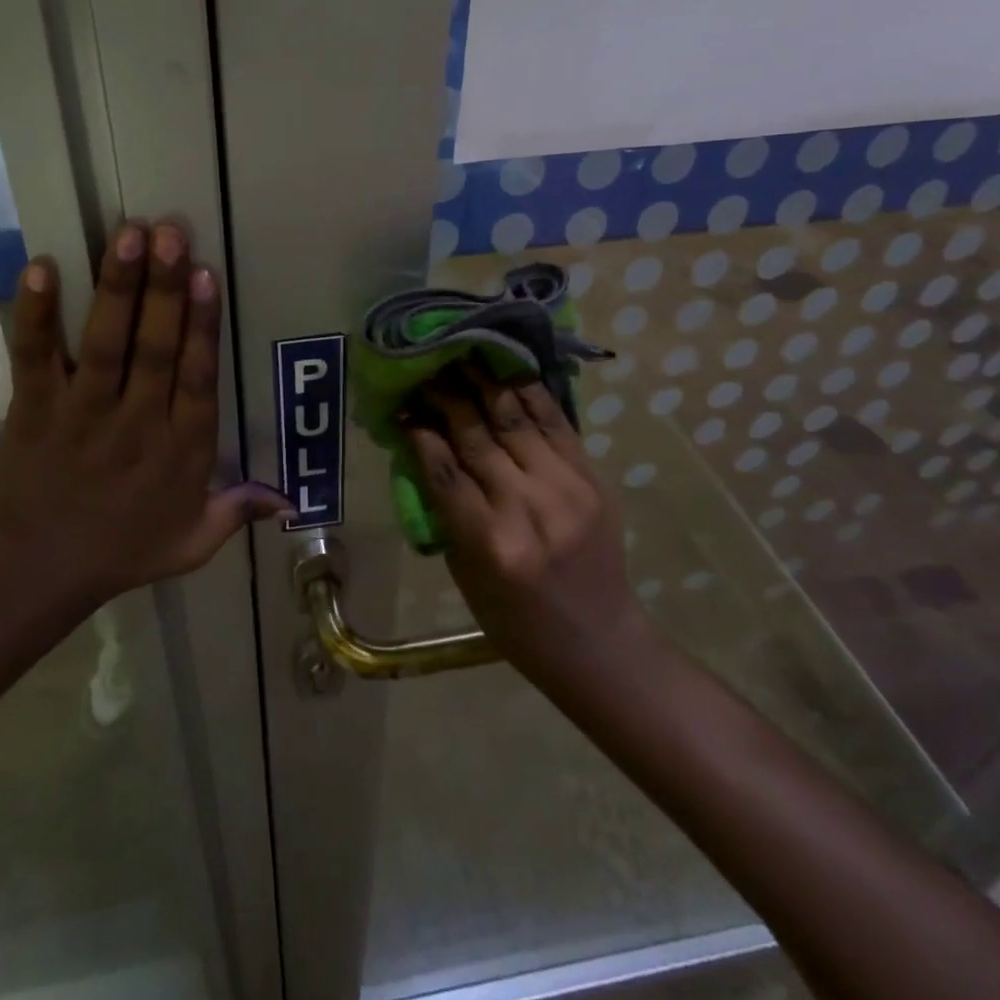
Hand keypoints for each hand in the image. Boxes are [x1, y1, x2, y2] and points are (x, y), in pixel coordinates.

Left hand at [0, 221, 291, 606]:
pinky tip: (40, 267)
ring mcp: (82, 412)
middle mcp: (136, 422)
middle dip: (164, 289)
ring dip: (116, 288)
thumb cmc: (122, 552)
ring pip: (104, 343)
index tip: (206, 275)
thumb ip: (237, 512)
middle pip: (155, 348)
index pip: (198, 378)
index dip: (203, 326)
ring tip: (127, 235)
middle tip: (170, 232)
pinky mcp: (34, 407)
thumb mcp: (192, 543)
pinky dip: (34, 314)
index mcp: (180, 449)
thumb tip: (289, 499)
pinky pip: (34, 356)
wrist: (37, 573)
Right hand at [402, 367, 650, 684]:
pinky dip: (529, 394)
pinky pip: (556, 423)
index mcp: (489, 543)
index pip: (443, 469)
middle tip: (426, 371)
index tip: (402, 406)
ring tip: (462, 357)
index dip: (419, 432)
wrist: (596, 642)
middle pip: (476, 436)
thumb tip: (424, 449)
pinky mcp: (592, 479)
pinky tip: (508, 371)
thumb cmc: (515, 621)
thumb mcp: (464, 573)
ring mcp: (566, 489)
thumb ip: (444, 510)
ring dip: (484, 383)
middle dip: (446, 397)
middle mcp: (527, 508)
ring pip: (515, 419)